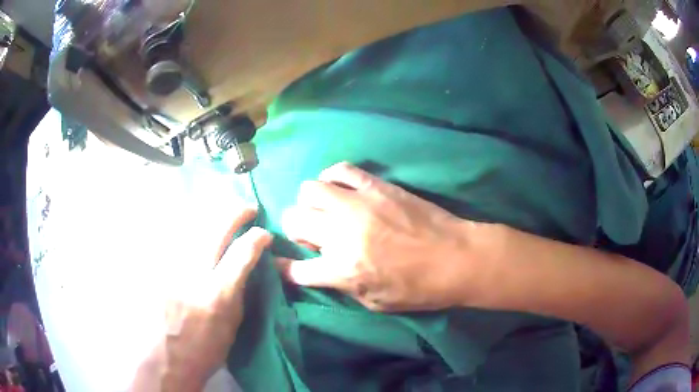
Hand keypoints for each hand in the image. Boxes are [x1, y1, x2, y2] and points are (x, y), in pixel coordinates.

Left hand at [132, 208, 271, 390]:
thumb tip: (243, 271)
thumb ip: (237, 294)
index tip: (264, 234)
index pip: (242, 254)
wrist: (164, 360)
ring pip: (192, 228)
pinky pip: (172, 239)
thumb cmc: (203, 351)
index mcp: (218, 295)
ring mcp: (169, 268)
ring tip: (223, 210)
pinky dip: (187, 228)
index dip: (257, 238)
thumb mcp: (231, 328)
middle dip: (236, 213)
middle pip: (216, 231)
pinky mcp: (155, 268)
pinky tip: (194, 224)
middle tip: (248, 208)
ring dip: (212, 215)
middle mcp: (193, 275)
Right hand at [277, 162, 488, 311]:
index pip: (294, 269)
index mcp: (342, 270)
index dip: (283, 268)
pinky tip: (339, 189)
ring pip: (309, 189)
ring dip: (311, 203)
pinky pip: (340, 170)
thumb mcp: (374, 302)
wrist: (457, 258)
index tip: (281, 265)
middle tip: (314, 237)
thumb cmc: (419, 289)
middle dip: (295, 231)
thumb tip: (321, 268)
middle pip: (293, 220)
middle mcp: (341, 233)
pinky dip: (332, 178)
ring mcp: (358, 204)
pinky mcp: (376, 186)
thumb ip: (341, 285)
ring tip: (326, 212)